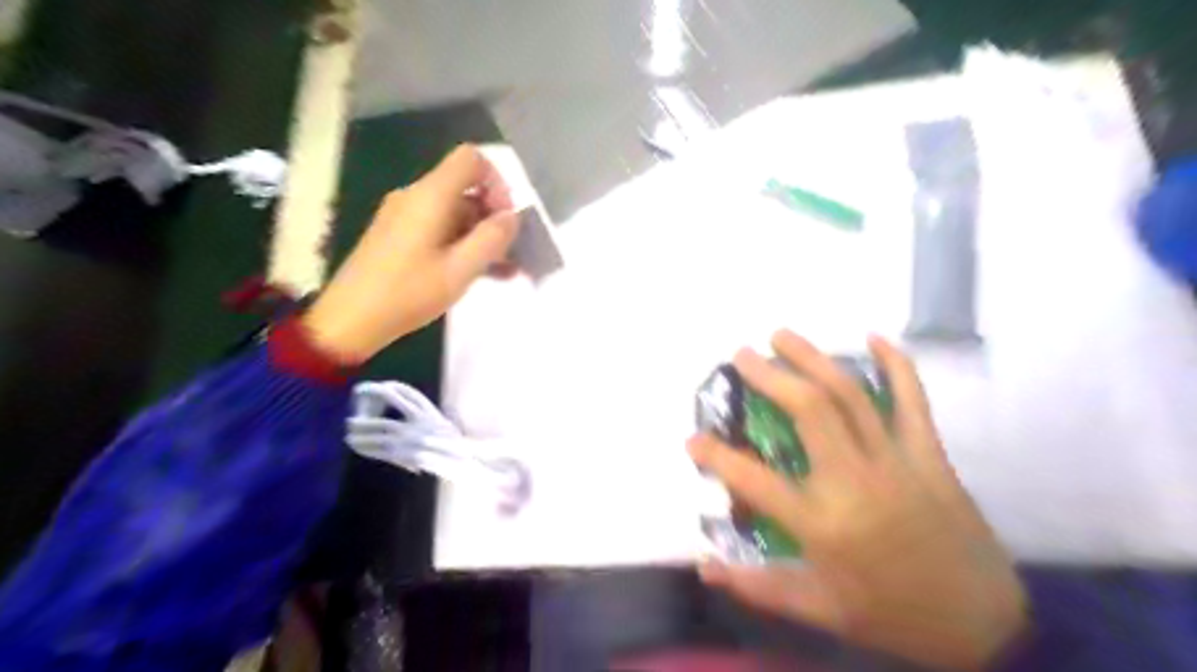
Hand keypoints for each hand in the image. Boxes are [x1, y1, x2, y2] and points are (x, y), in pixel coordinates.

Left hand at [302, 145, 515, 362]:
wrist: (350, 319)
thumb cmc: (408, 293)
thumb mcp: (459, 270)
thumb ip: (492, 239)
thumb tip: (512, 217)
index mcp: (430, 196)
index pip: (471, 159)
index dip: (497, 182)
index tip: (505, 219)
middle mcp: (415, 197)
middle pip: (464, 187)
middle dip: (492, 216)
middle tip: (508, 253)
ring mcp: (404, 216)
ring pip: (455, 211)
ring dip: (481, 235)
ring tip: (502, 270)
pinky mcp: (398, 235)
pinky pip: (439, 228)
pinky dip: (462, 244)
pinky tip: (479, 272)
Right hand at [694, 332, 1029, 671]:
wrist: (983, 623)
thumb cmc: (890, 615)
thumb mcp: (818, 608)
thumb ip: (756, 586)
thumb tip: (704, 567)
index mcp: (822, 523)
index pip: (754, 480)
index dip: (716, 456)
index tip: (692, 439)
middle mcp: (854, 481)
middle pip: (809, 411)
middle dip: (770, 375)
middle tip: (741, 354)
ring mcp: (895, 461)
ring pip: (850, 395)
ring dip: (812, 359)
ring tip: (781, 335)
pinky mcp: (929, 455)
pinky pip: (913, 400)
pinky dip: (896, 364)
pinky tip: (873, 337)